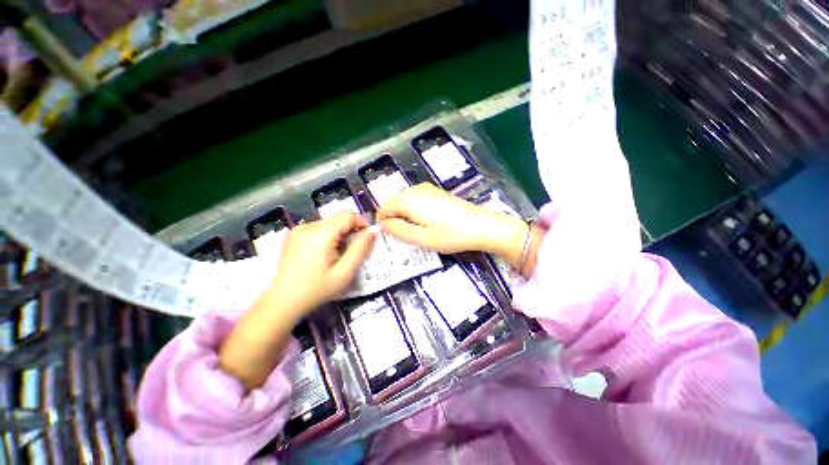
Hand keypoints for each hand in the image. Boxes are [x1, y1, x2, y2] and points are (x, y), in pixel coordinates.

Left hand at [269, 212, 376, 313]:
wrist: (283, 302)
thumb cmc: (316, 289)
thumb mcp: (345, 272)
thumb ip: (361, 249)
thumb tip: (373, 230)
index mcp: (321, 233)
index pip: (348, 215)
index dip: (362, 223)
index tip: (367, 239)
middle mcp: (308, 225)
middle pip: (338, 219)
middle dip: (351, 231)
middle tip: (353, 251)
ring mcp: (298, 229)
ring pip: (329, 223)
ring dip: (339, 234)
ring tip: (338, 254)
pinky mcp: (294, 235)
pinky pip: (318, 228)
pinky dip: (328, 236)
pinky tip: (325, 254)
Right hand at [376, 183, 528, 256]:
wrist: (481, 226)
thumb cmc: (450, 235)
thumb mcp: (421, 238)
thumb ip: (398, 230)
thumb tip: (382, 224)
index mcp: (409, 200)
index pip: (384, 207)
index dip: (383, 221)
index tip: (390, 236)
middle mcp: (416, 190)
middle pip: (394, 201)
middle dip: (393, 217)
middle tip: (403, 236)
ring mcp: (428, 189)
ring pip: (405, 200)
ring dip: (404, 214)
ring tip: (415, 231)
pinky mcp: (437, 192)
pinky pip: (416, 199)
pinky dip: (414, 210)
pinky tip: (426, 222)